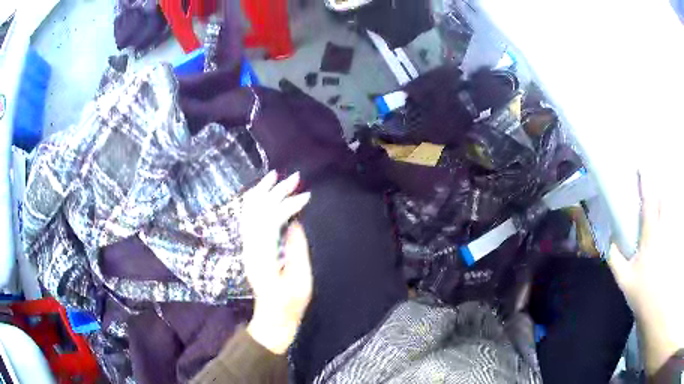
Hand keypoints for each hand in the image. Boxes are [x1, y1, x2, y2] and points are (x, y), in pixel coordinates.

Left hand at [241, 171, 312, 354]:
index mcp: (263, 256)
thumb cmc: (290, 302)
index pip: (271, 220)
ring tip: (274, 176)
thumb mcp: (300, 280)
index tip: (306, 196)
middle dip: (275, 191)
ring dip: (261, 192)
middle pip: (258, 211)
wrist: (273, 315)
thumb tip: (294, 223)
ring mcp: (247, 247)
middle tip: (294, 177)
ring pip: (248, 212)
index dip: (288, 205)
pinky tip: (263, 194)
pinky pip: (248, 219)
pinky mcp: (250, 248)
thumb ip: (296, 250)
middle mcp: (250, 247)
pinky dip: (255, 203)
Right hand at [608, 173, 683, 373]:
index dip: (645, 183)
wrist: (657, 307)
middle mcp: (663, 230)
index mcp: (650, 236)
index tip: (640, 166)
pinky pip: (674, 221)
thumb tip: (608, 241)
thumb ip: (615, 259)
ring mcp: (671, 236)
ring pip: (671, 209)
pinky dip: (671, 214)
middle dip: (659, 186)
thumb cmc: (642, 293)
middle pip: (664, 200)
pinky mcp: (674, 243)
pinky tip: (668, 215)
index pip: (648, 203)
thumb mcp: (624, 279)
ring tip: (661, 193)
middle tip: (653, 180)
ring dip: (666, 198)